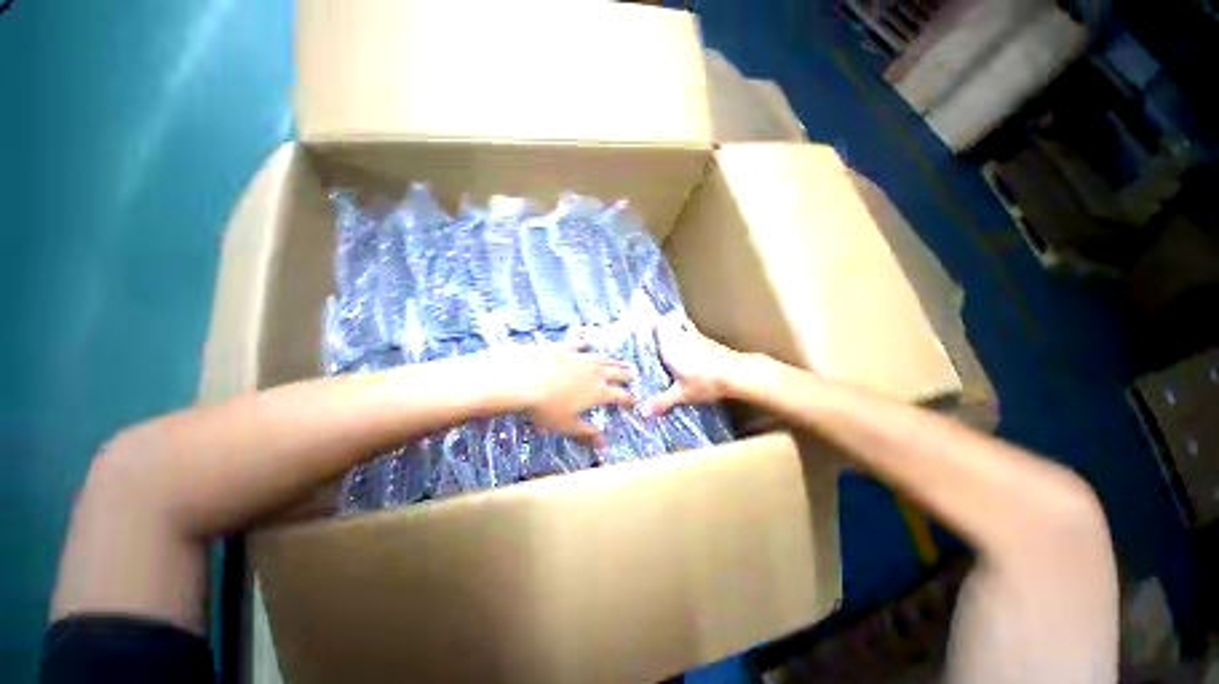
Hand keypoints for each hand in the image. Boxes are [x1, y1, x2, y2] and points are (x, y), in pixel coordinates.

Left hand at [484, 337, 634, 446]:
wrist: (521, 378)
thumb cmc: (545, 408)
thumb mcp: (567, 426)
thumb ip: (586, 434)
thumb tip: (604, 446)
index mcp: (598, 392)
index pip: (620, 395)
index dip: (629, 399)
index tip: (634, 401)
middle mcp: (593, 372)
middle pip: (615, 372)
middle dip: (625, 375)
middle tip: (633, 374)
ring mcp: (579, 357)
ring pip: (601, 358)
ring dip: (612, 360)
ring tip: (620, 360)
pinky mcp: (563, 348)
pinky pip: (579, 344)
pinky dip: (585, 343)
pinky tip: (587, 341)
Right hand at [641, 313, 742, 416]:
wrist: (737, 374)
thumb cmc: (705, 382)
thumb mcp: (681, 394)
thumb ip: (661, 401)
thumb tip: (643, 412)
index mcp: (669, 346)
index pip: (656, 325)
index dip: (649, 324)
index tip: (642, 329)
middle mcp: (680, 336)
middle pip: (668, 320)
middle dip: (660, 324)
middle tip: (652, 334)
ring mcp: (696, 336)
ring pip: (681, 323)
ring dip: (674, 326)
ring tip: (668, 338)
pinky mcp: (708, 340)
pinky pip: (692, 330)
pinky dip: (686, 332)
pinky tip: (687, 346)